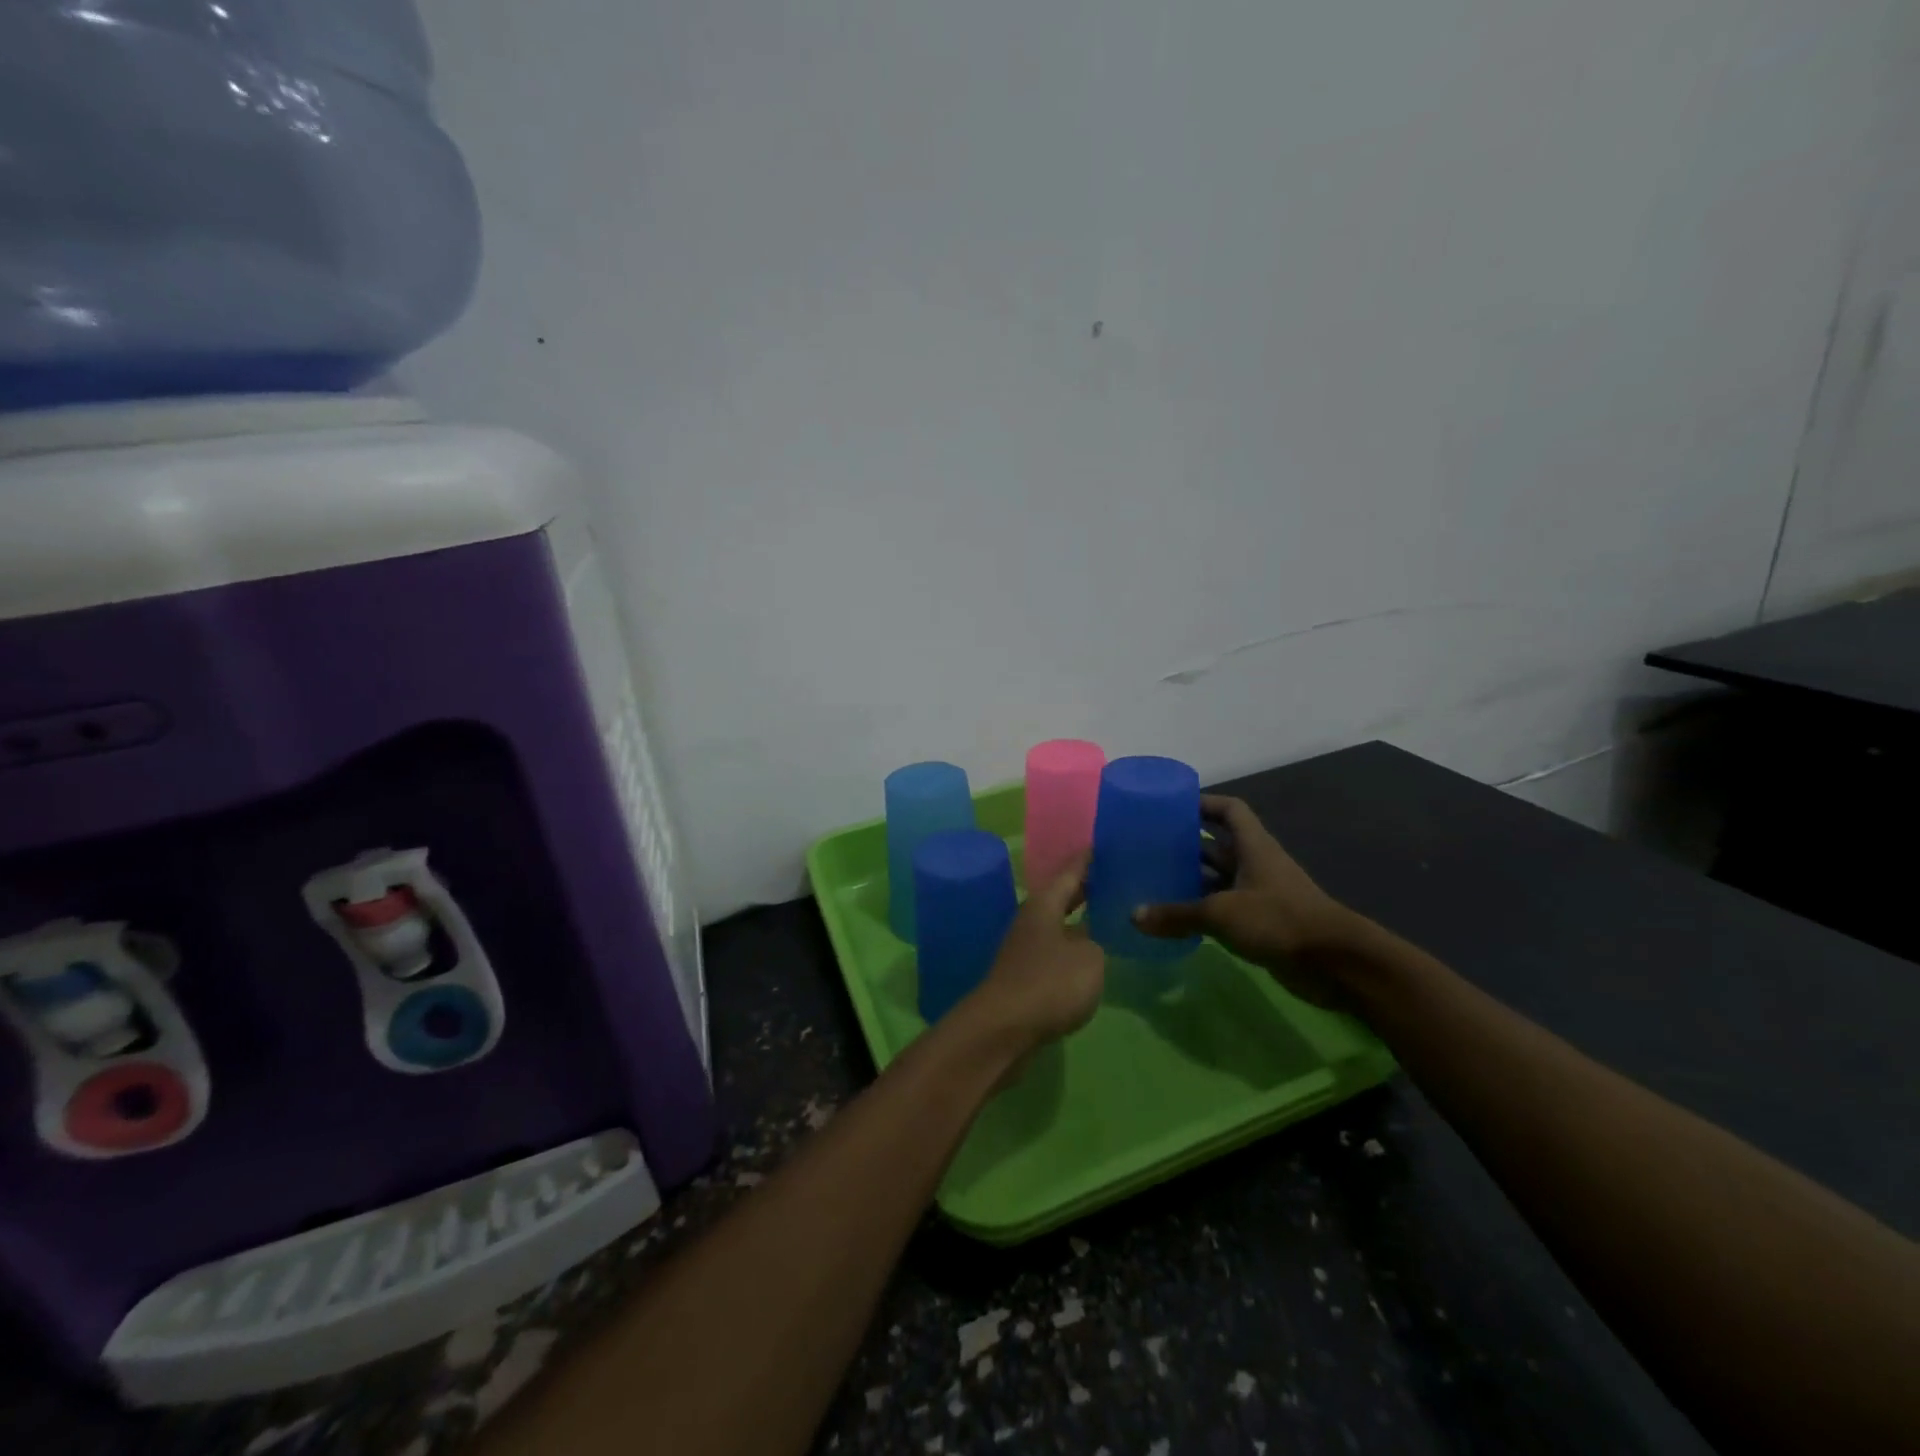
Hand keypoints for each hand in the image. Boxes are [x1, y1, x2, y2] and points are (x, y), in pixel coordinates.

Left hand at [959, 857, 1105, 1055]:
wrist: (1004, 1030)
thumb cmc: (1049, 984)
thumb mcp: (1089, 959)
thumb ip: (1096, 942)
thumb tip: (1091, 936)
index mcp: (1045, 905)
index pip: (1070, 872)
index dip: (1087, 859)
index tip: (1103, 843)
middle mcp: (1032, 920)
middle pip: (1061, 896)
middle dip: (1085, 888)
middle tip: (1114, 877)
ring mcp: (1025, 948)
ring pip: (1058, 923)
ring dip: (1079, 918)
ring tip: (1108, 915)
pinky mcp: (1025, 976)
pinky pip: (1055, 950)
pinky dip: (1073, 946)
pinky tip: (1091, 955)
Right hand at [1133, 795, 1366, 1008]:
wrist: (1334, 964)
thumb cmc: (1278, 920)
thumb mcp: (1221, 913)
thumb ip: (1177, 914)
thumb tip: (1134, 916)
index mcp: (1254, 847)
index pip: (1229, 810)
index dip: (1203, 803)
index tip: (1171, 807)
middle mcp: (1256, 864)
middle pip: (1218, 844)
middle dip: (1187, 843)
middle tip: (1149, 846)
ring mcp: (1260, 894)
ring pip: (1219, 878)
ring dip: (1192, 878)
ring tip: (1153, 879)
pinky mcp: (1261, 923)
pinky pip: (1224, 907)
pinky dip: (1201, 909)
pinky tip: (1174, 916)